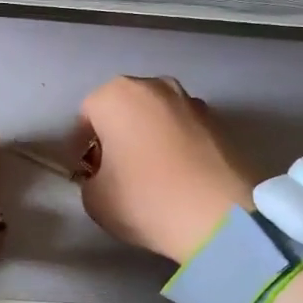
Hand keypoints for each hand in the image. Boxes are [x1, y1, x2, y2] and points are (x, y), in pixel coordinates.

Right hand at [75, 76, 258, 263]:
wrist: (222, 216)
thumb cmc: (146, 199)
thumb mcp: (94, 199)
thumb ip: (90, 179)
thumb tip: (104, 175)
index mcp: (116, 95)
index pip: (86, 116)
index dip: (81, 146)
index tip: (85, 173)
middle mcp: (155, 86)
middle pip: (124, 110)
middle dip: (116, 135)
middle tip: (115, 171)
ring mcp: (192, 101)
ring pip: (156, 118)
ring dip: (148, 138)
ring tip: (150, 175)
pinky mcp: (221, 122)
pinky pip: (184, 131)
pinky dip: (176, 147)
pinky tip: (178, 177)